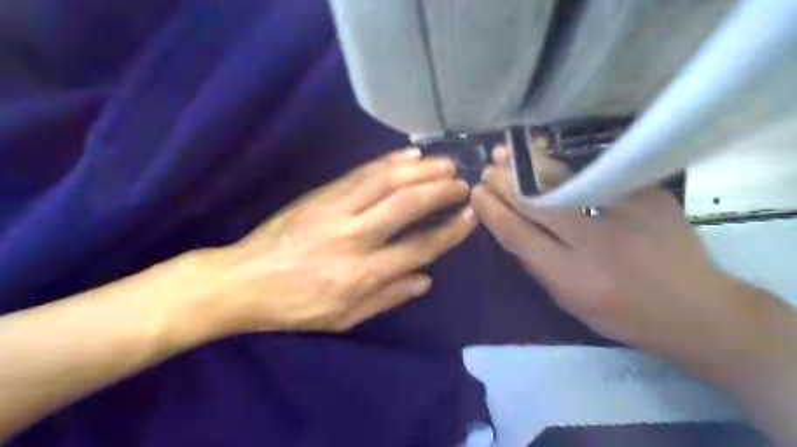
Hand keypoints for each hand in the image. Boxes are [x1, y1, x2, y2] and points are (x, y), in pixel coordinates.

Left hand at [173, 148, 470, 335]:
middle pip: (406, 205)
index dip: (449, 231)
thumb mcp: (345, 318)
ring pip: (386, 181)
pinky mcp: (321, 195)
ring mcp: (336, 210)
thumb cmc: (297, 306)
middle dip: (440, 191)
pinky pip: (360, 173)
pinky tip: (407, 155)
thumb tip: (426, 279)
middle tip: (462, 182)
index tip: (469, 216)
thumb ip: (388, 297)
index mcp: (363, 274)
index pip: (419, 247)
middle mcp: (354, 237)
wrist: (245, 280)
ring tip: (444, 163)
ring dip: (419, 169)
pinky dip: (387, 161)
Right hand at [468, 141, 786, 384]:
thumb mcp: (568, 301)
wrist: (695, 308)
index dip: (494, 212)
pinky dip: (564, 166)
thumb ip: (536, 264)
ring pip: (563, 183)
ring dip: (530, 167)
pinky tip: (545, 157)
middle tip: (488, 169)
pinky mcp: (648, 194)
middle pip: (538, 204)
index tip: (477, 193)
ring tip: (508, 155)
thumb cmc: (622, 314)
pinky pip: (594, 175)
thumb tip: (509, 226)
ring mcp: (626, 214)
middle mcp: (596, 244)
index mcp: (573, 278)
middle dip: (506, 184)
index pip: (519, 236)